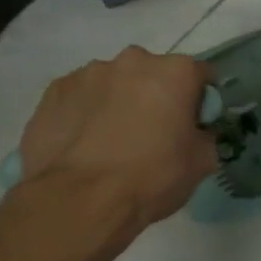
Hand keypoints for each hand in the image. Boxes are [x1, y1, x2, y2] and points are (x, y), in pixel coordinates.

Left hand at [14, 47, 215, 243]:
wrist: (80, 200)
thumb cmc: (152, 176)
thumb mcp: (202, 162)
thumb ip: (205, 135)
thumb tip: (196, 132)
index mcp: (175, 71)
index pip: (200, 75)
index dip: (200, 101)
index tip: (194, 124)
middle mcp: (133, 60)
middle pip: (154, 73)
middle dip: (157, 96)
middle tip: (153, 133)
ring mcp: (89, 73)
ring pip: (115, 83)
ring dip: (120, 101)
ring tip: (112, 141)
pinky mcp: (55, 90)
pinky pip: (82, 96)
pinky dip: (87, 111)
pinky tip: (85, 143)